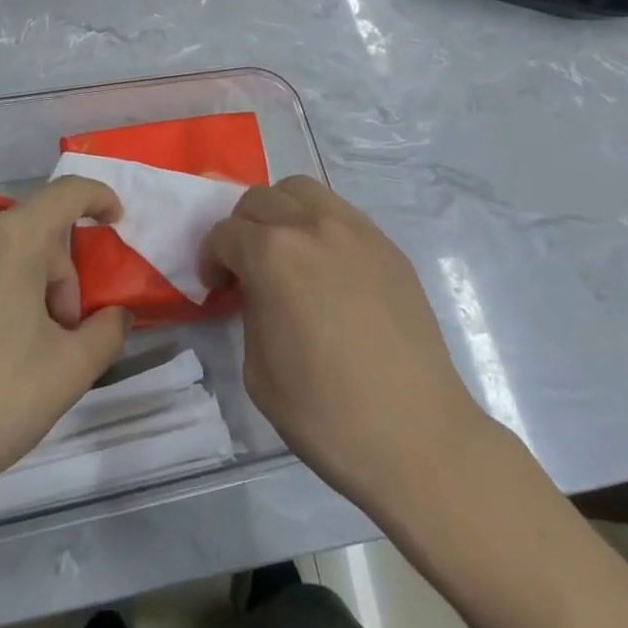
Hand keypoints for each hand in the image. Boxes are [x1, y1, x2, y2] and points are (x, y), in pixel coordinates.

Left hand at [0, 177, 132, 509]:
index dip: (99, 198)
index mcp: (12, 238)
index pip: (68, 193)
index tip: (117, 222)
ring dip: (24, 284)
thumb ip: (109, 330)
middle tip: (60, 335)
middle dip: (59, 275)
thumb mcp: (71, 370)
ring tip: (19, 348)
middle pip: (34, 232)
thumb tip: (115, 315)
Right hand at [199, 176, 479, 506]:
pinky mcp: (387, 245)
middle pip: (261, 199)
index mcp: (273, 254)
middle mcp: (313, 226)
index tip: (217, 288)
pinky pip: (340, 213)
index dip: (211, 259)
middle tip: (245, 268)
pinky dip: (319, 224)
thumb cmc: (326, 413)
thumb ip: (250, 310)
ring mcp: (356, 230)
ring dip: (281, 212)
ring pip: (303, 191)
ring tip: (286, 253)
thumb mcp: (257, 369)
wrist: (416, 437)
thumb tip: (258, 291)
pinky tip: (326, 267)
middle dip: (242, 228)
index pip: (226, 233)